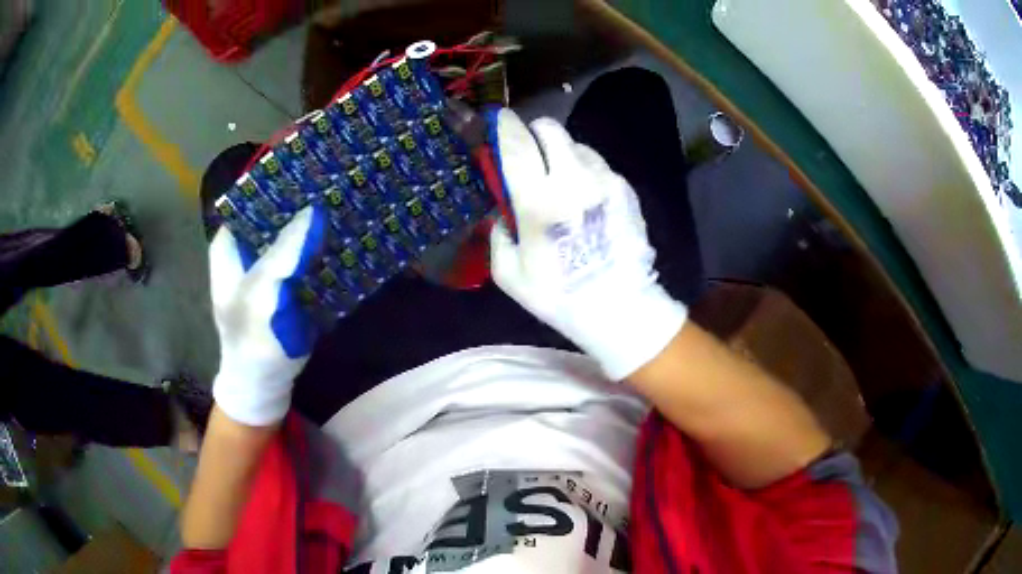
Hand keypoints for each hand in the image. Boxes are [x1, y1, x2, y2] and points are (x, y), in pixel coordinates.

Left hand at [208, 205, 326, 425]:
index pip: (254, 200)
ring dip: (314, 223)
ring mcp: (270, 263)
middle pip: (277, 213)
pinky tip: (344, 234)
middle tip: (335, 183)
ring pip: (294, 232)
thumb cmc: (250, 337)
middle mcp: (248, 247)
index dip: (279, 184)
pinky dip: (322, 246)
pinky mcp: (289, 279)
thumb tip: (313, 210)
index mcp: (231, 243)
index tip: (311, 169)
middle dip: (302, 201)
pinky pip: (306, 253)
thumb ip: (283, 252)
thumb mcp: (260, 293)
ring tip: (345, 200)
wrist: (265, 380)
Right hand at [489, 110, 687, 379]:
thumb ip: (498, 234)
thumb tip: (504, 212)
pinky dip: (583, 170)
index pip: (516, 144)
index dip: (505, 126)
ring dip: (561, 152)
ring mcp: (604, 181)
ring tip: (558, 177)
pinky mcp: (625, 189)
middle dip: (535, 132)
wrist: (619, 307)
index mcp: (538, 200)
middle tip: (529, 148)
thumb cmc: (560, 295)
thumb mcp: (509, 274)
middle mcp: (573, 179)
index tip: (499, 119)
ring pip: (576, 144)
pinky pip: (597, 165)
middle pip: (551, 130)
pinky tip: (583, 195)